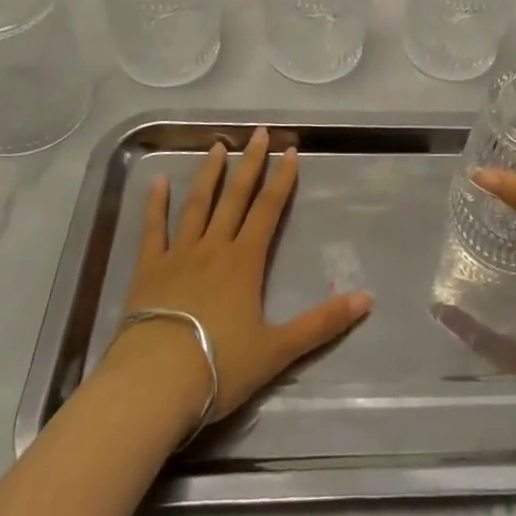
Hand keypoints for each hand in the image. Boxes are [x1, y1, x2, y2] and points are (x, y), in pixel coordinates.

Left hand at [111, 127, 373, 425]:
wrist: (155, 383)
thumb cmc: (219, 366)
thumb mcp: (279, 350)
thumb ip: (322, 323)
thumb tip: (368, 298)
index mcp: (245, 261)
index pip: (269, 210)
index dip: (282, 179)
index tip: (291, 150)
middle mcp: (214, 247)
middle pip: (235, 197)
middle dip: (250, 163)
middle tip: (258, 132)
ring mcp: (178, 255)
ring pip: (197, 204)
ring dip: (209, 173)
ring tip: (217, 145)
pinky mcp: (148, 269)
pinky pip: (153, 229)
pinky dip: (155, 204)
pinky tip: (157, 181)